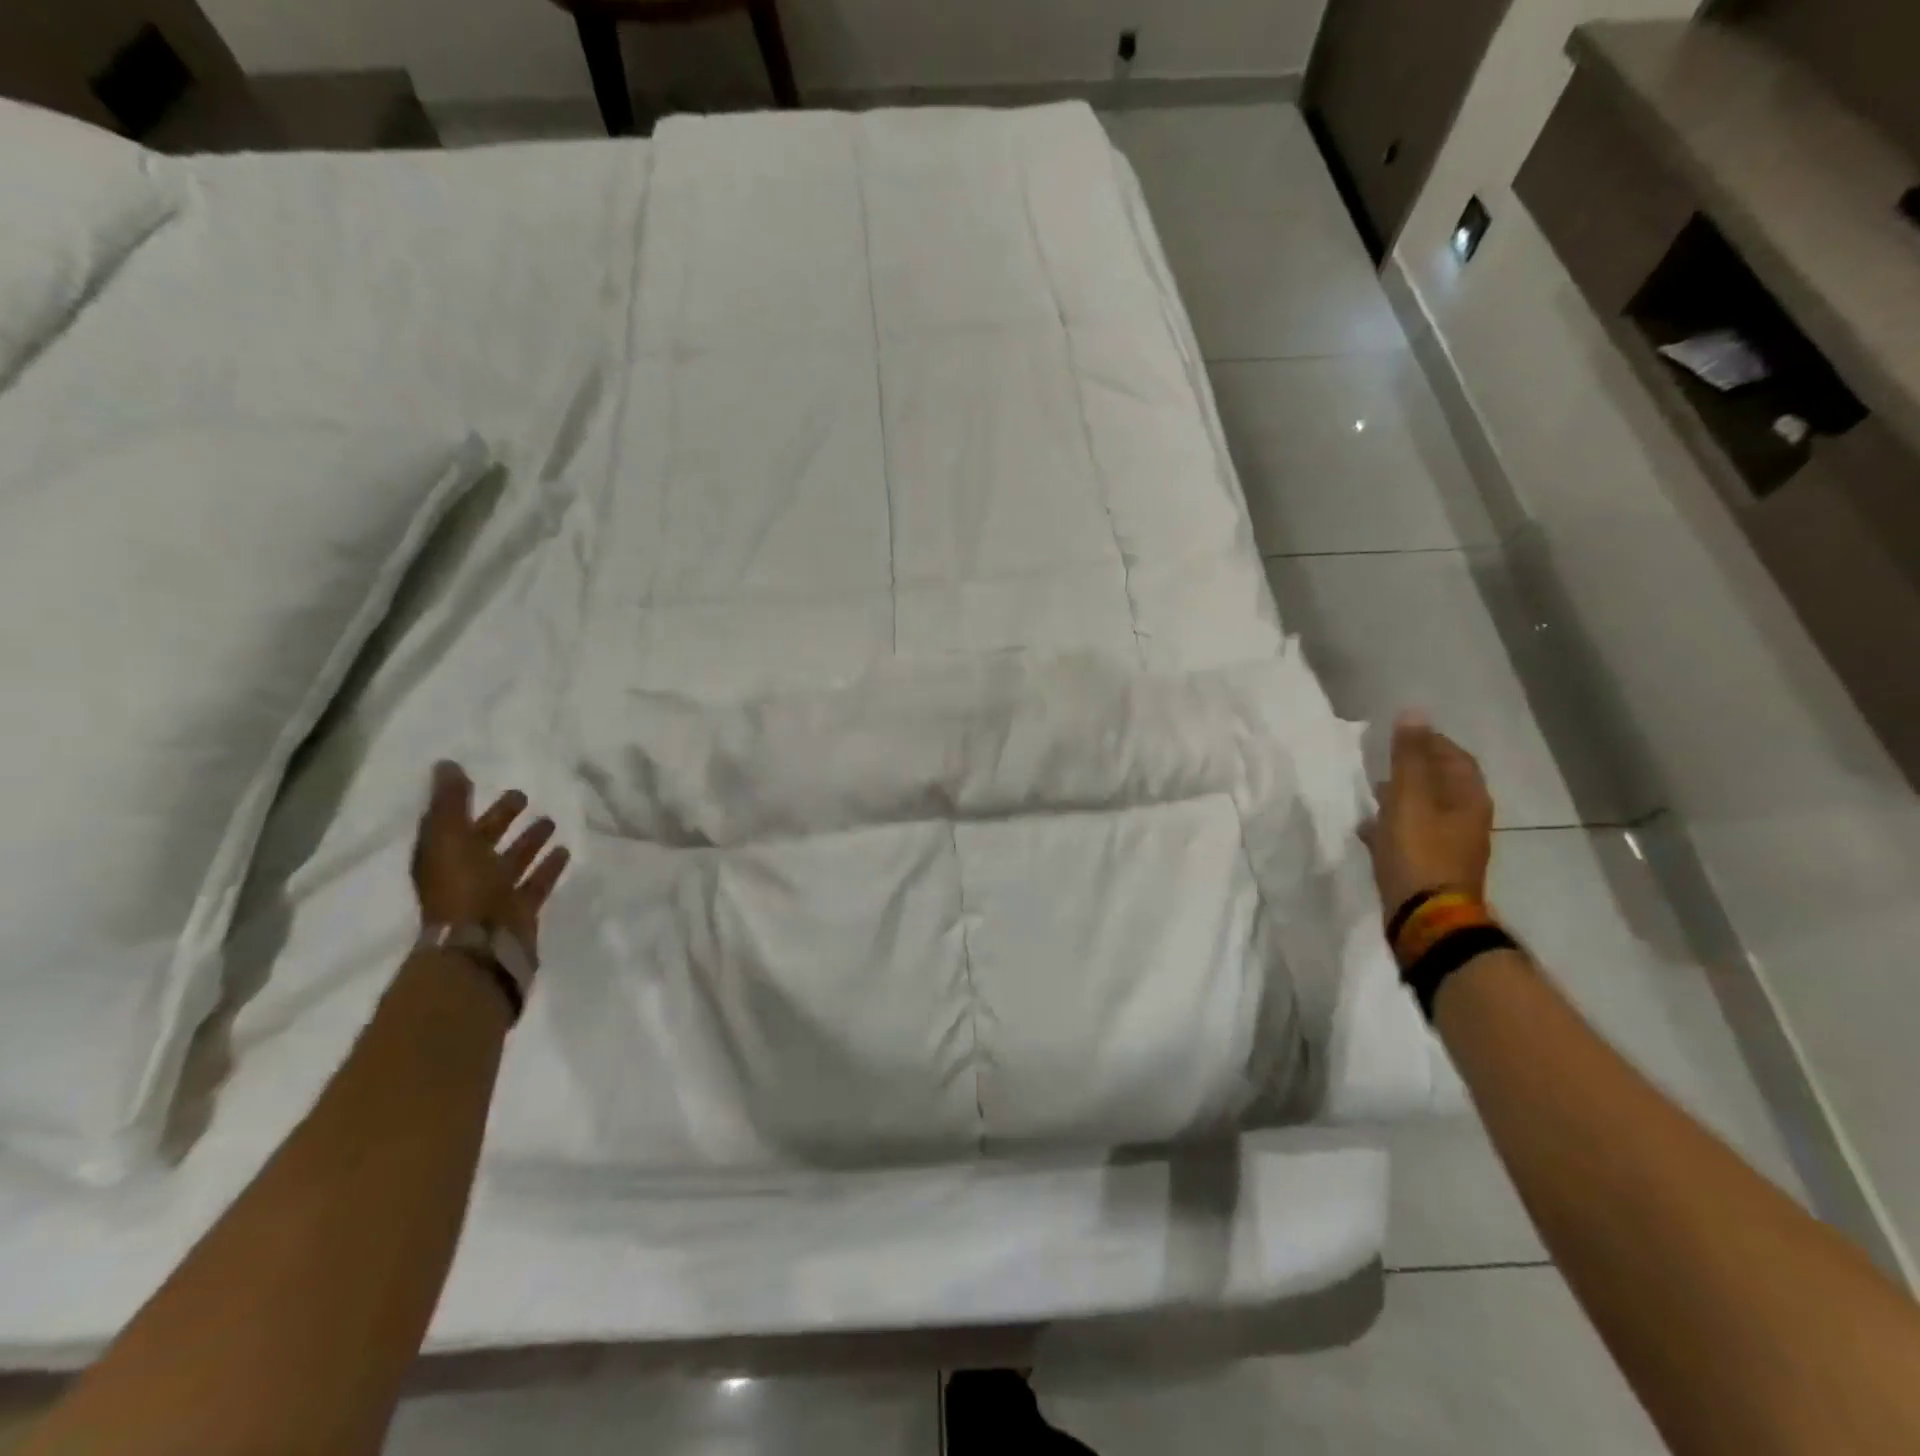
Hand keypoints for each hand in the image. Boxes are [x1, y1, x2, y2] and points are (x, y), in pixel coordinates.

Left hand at [411, 761, 570, 960]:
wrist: (481, 946)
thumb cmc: (462, 887)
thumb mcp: (450, 836)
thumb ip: (450, 801)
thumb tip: (445, 764)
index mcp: (441, 857)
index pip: (452, 823)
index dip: (466, 803)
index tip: (484, 780)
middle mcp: (465, 874)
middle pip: (484, 841)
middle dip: (502, 819)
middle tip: (523, 797)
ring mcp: (493, 894)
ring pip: (512, 861)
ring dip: (529, 842)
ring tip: (551, 822)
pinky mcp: (520, 910)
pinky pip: (536, 883)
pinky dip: (548, 868)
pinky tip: (565, 852)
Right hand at [1362, 713, 1494, 918]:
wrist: (1425, 918)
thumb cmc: (1418, 852)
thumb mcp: (1408, 798)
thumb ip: (1408, 757)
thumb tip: (1414, 713)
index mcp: (1468, 799)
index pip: (1455, 757)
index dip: (1431, 742)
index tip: (1401, 734)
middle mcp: (1467, 820)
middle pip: (1443, 784)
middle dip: (1415, 770)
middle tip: (1384, 761)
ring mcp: (1451, 846)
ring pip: (1426, 811)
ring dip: (1402, 799)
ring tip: (1373, 793)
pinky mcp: (1431, 868)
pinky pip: (1414, 836)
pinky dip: (1394, 826)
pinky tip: (1369, 830)